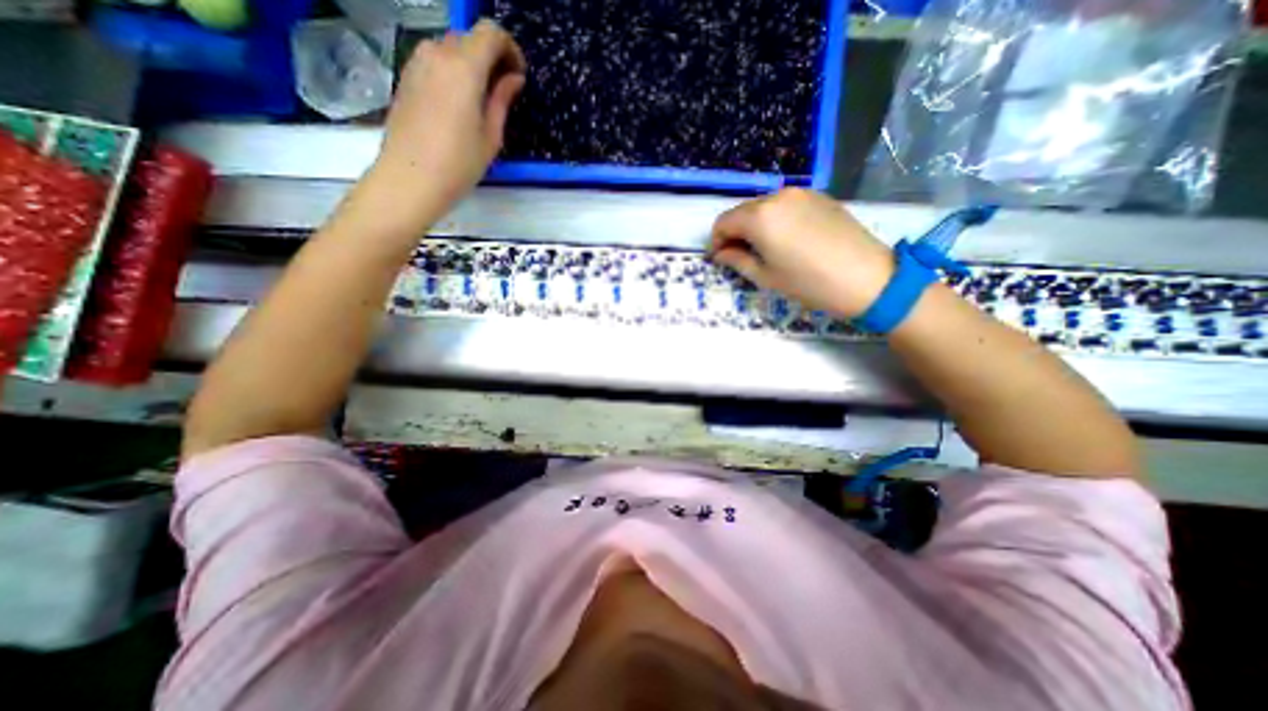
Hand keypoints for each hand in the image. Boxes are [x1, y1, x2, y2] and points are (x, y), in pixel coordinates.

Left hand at [372, 20, 525, 217]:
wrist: (410, 178)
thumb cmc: (459, 163)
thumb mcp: (491, 136)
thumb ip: (502, 100)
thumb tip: (513, 78)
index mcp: (463, 67)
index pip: (490, 32)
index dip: (510, 48)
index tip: (519, 75)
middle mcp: (437, 53)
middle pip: (469, 38)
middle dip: (491, 57)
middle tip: (504, 90)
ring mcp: (416, 62)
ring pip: (450, 48)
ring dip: (471, 65)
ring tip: (482, 99)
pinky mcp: (406, 77)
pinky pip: (435, 61)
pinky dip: (453, 72)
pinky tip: (460, 104)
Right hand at [708, 189, 895, 315]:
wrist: (867, 278)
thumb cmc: (809, 283)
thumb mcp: (766, 277)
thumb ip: (737, 260)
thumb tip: (721, 253)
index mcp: (760, 217)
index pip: (723, 222)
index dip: (716, 241)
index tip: (720, 258)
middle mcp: (777, 197)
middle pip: (742, 211)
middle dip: (734, 232)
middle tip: (738, 255)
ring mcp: (801, 193)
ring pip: (763, 206)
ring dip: (754, 224)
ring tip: (763, 248)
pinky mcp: (819, 196)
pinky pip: (785, 204)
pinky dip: (775, 218)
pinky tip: (786, 239)